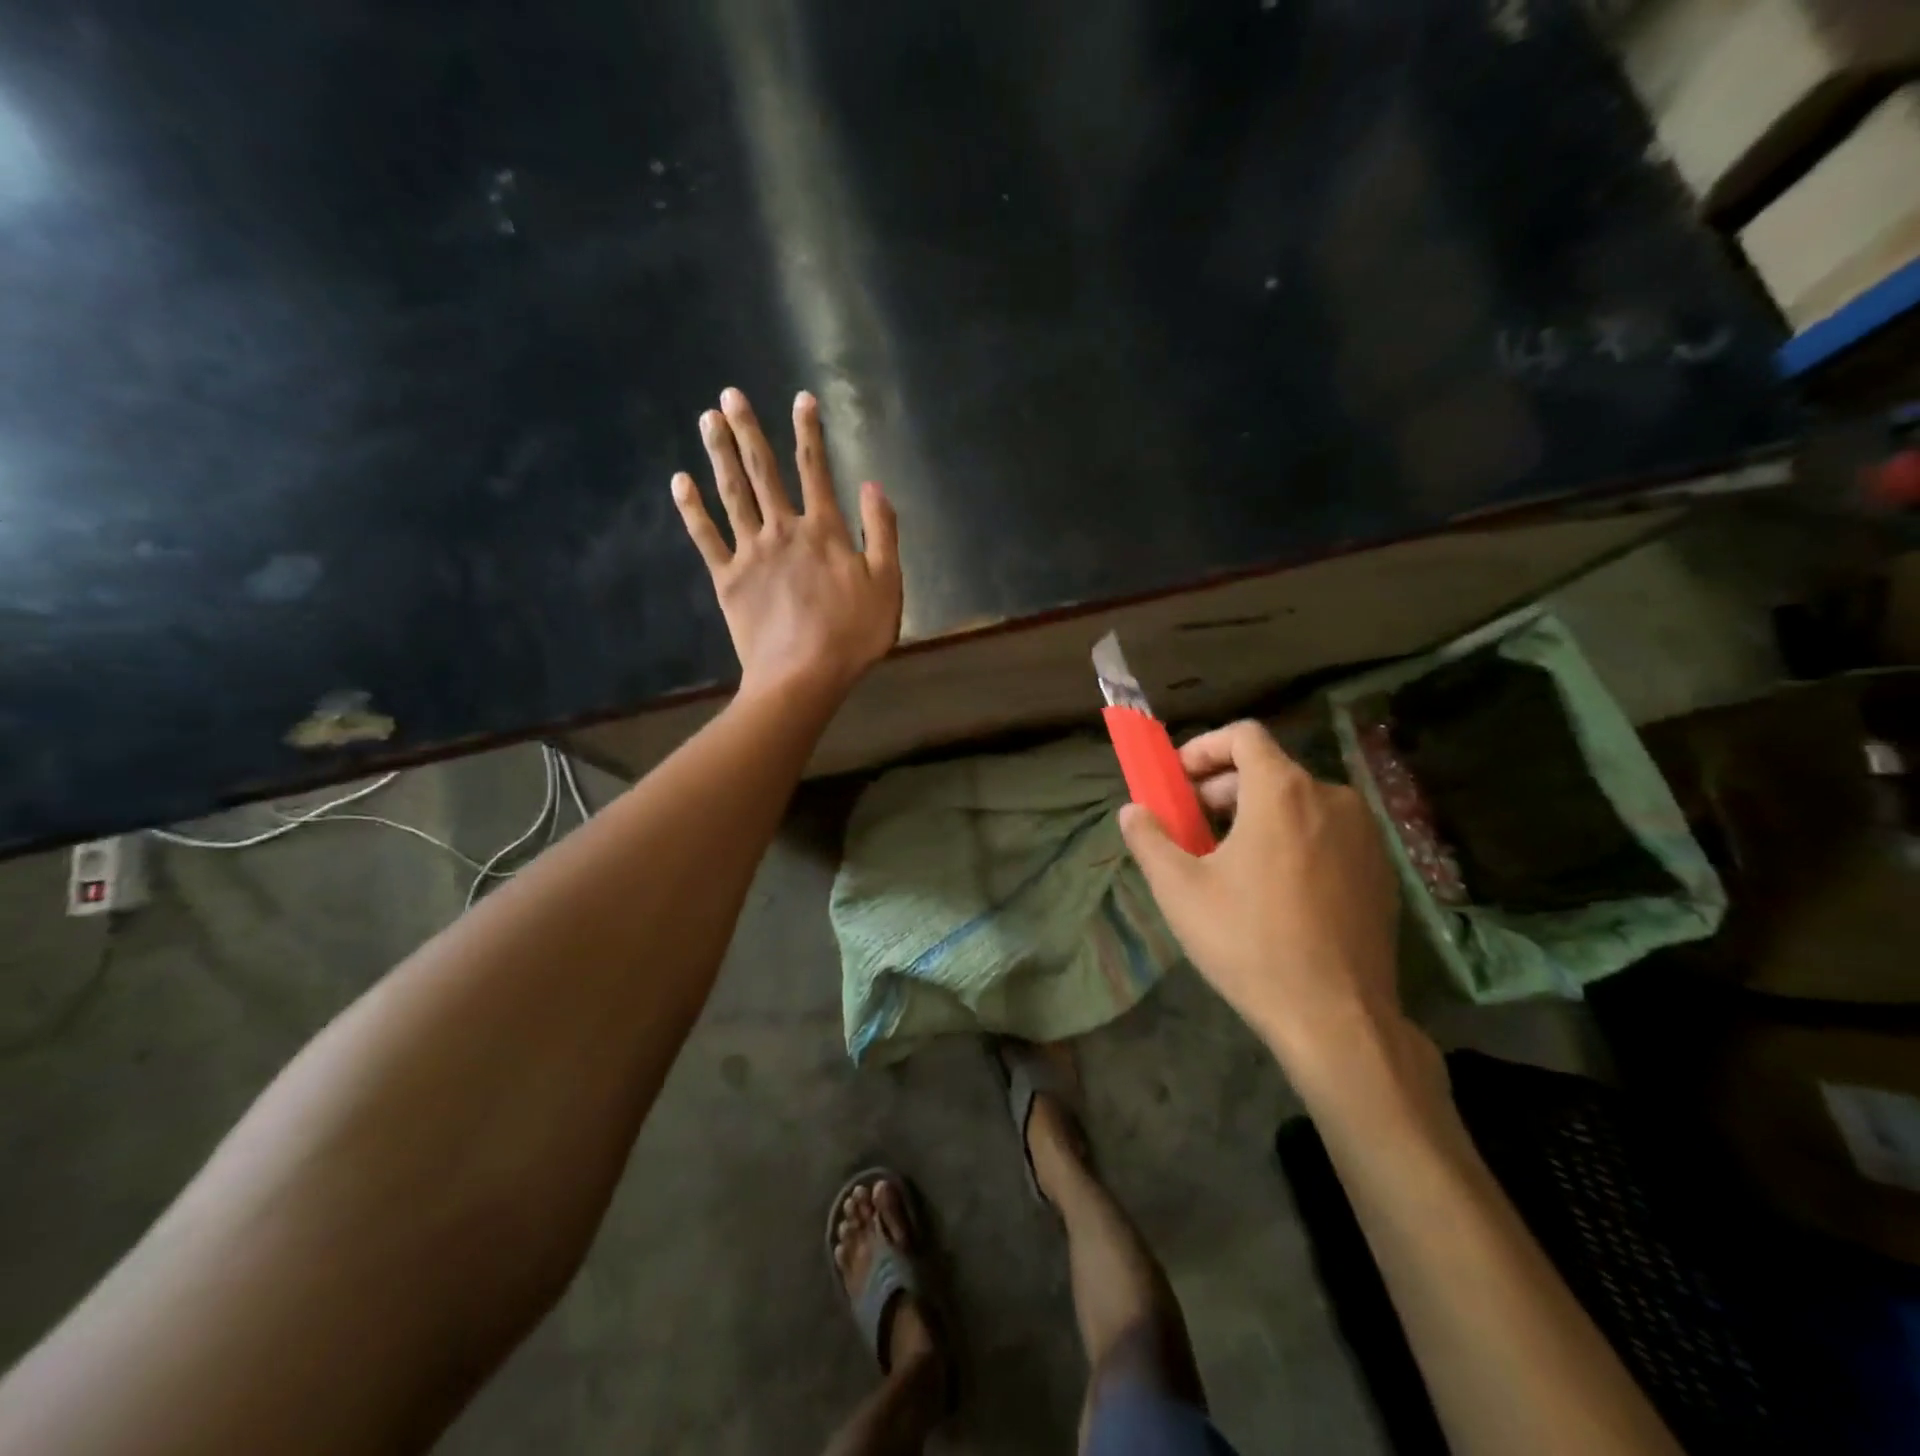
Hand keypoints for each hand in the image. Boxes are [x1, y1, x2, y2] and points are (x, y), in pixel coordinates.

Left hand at [673, 388, 901, 701]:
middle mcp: (783, 530)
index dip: (809, 432)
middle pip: (763, 472)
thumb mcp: (887, 584)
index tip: (801, 398)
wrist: (802, 676)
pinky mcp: (727, 579)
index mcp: (824, 531)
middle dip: (748, 431)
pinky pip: (705, 537)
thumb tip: (873, 485)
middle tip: (729, 395)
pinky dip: (691, 509)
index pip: (815, 469)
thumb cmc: (852, 635)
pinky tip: (680, 482)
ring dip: (719, 454)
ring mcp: (750, 552)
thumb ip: (882, 532)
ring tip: (706, 420)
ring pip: (732, 493)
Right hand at [1119, 721, 1418, 1091]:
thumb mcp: (1179, 889)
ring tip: (1229, 861)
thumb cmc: (1248, 942)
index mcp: (1283, 791)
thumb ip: (1148, 838)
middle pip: (1269, 770)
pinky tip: (1274, 888)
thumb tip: (1132, 811)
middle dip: (1222, 789)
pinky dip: (1293, 839)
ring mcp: (1365, 835)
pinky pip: (1327, 833)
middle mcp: (1332, 798)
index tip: (1179, 782)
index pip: (1244, 735)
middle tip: (1192, 828)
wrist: (1337, 1017)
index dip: (1204, 748)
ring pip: (1299, 802)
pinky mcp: (1381, 870)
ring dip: (1256, 815)